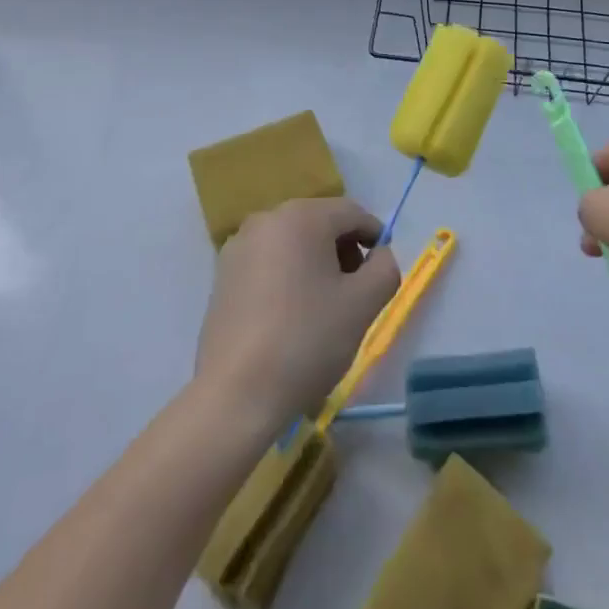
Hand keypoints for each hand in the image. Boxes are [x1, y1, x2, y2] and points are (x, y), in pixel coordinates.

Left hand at [195, 197, 398, 434]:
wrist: (236, 395)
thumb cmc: (307, 340)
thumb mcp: (363, 304)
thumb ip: (384, 268)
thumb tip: (379, 254)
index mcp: (301, 216)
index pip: (352, 213)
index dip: (375, 237)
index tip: (382, 272)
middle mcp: (267, 218)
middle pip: (320, 224)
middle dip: (344, 252)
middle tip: (356, 293)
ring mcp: (239, 246)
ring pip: (293, 243)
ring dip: (316, 265)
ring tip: (324, 309)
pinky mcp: (223, 275)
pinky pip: (269, 263)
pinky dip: (288, 277)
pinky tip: (291, 317)